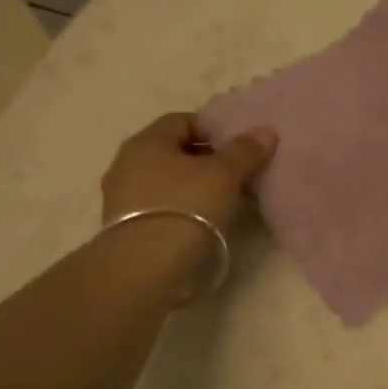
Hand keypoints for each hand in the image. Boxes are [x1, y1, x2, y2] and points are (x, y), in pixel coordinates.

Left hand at [101, 113, 275, 228]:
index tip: (238, 149)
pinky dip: (180, 209)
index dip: (213, 130)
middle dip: (205, 160)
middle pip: (173, 152)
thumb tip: (265, 132)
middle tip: (236, 175)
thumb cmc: (186, 207)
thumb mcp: (224, 175)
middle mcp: (127, 163)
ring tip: (223, 202)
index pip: (183, 121)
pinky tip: (201, 223)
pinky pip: (159, 207)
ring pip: (166, 181)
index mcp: (146, 141)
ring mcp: (122, 198)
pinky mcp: (125, 228)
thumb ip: (244, 151)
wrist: (146, 267)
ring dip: (193, 187)